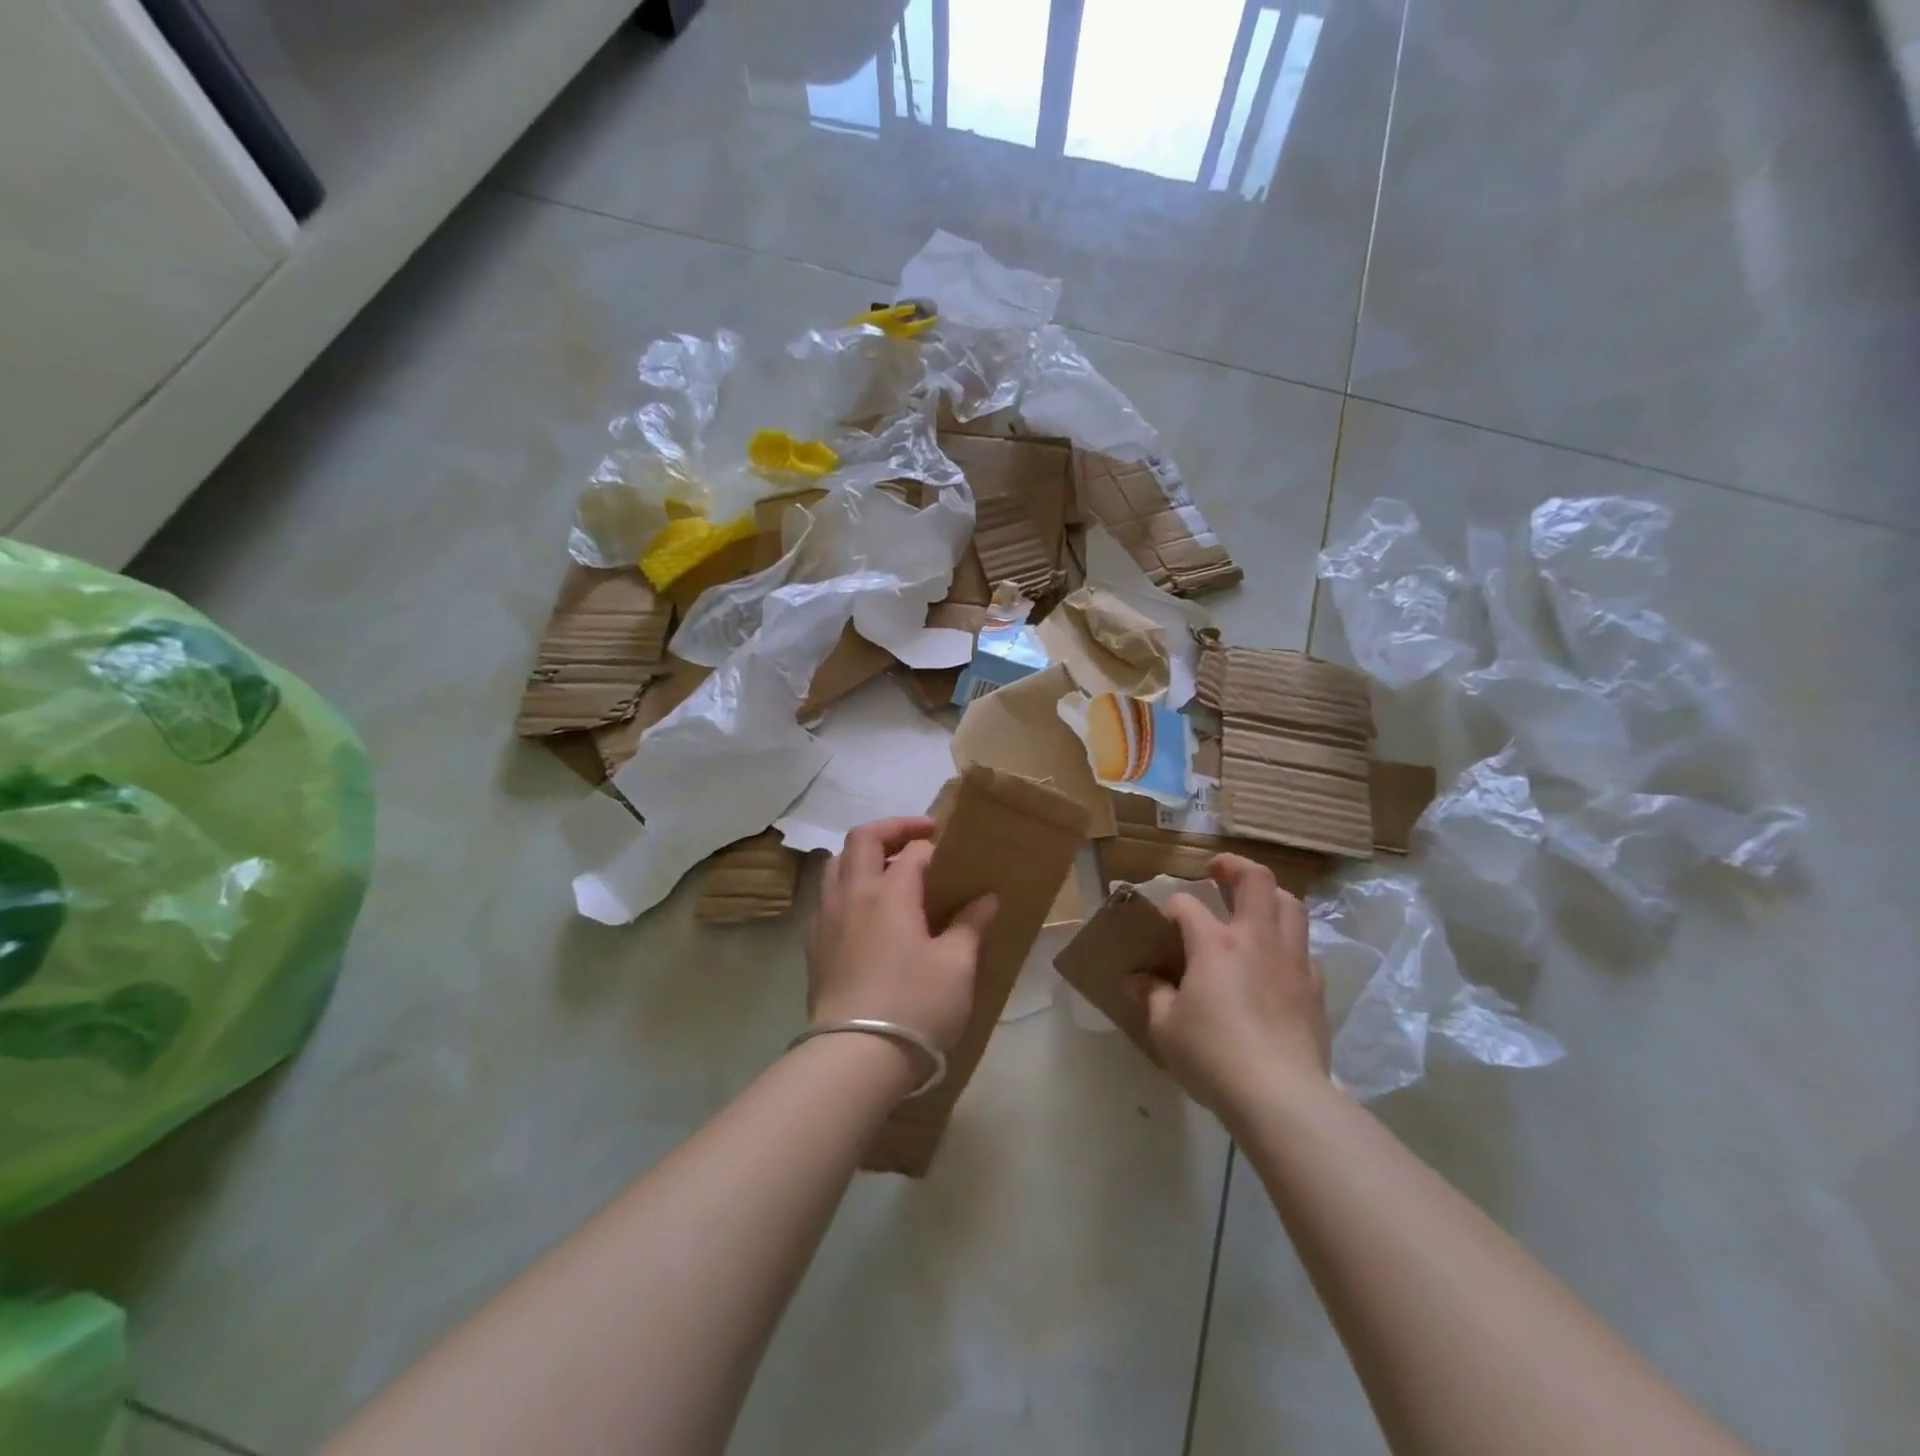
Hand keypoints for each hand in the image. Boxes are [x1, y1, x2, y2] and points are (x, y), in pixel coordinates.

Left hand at [806, 816, 997, 1055]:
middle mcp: (852, 895)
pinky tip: (865, 913)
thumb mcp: (957, 966)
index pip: (914, 851)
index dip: (936, 847)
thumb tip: (986, 898)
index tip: (956, 857)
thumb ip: (970, 925)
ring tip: (889, 869)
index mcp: (889, 893)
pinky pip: (827, 898)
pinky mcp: (813, 946)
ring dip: (863, 855)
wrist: (855, 1057)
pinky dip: (847, 888)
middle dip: (892, 828)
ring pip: (836, 864)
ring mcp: (826, 919)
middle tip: (920, 836)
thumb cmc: (915, 1005)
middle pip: (863, 839)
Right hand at [1131, 854, 1330, 1122]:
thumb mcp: (1165, 1027)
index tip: (1162, 923)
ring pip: (1290, 905)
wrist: (1281, 1096)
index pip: (1187, 905)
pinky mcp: (1315, 988)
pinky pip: (1305, 948)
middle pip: (1256, 881)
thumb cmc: (1213, 1056)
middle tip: (1217, 870)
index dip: (1171, 907)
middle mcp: (1256, 939)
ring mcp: (1292, 961)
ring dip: (1269, 896)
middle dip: (1234, 867)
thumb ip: (1151, 995)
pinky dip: (1288, 941)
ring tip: (1252, 905)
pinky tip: (1275, 961)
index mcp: (1215, 943)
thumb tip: (1137, 980)